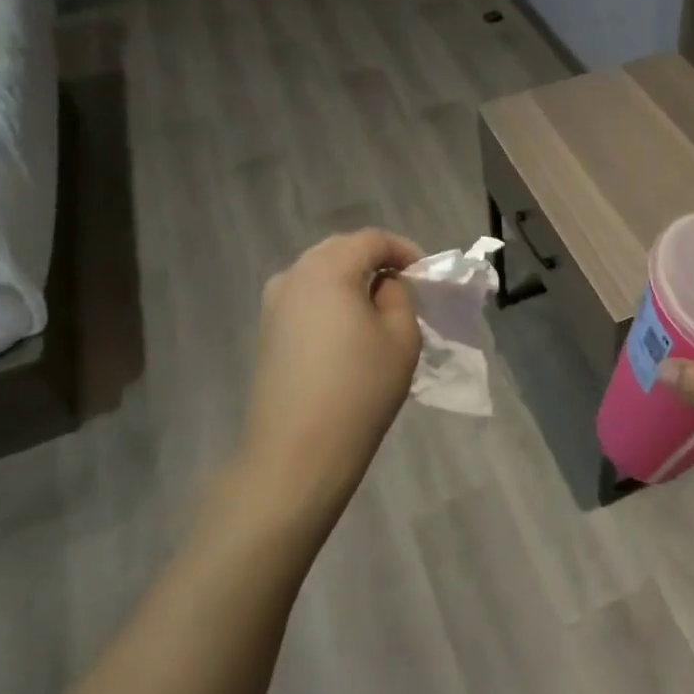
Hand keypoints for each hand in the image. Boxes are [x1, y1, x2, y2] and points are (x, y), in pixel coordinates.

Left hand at [237, 228, 424, 532]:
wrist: (296, 454)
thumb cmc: (359, 389)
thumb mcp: (401, 337)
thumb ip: (399, 296)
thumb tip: (384, 285)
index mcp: (327, 267)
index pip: (372, 239)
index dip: (405, 250)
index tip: (426, 275)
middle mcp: (294, 274)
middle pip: (342, 250)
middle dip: (377, 261)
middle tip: (406, 286)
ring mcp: (274, 303)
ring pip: (321, 273)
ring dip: (352, 280)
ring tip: (380, 308)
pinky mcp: (267, 330)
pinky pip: (306, 298)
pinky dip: (332, 300)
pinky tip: (349, 330)